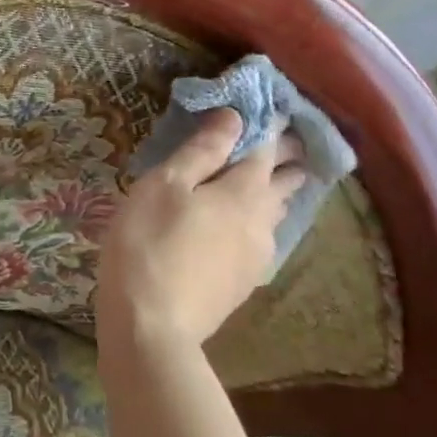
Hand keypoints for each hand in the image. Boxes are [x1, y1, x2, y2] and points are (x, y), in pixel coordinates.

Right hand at [97, 109, 305, 352]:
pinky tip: (247, 227)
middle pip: (284, 183)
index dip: (271, 126)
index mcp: (243, 191)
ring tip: (272, 179)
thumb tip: (235, 118)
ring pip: (276, 214)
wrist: (152, 328)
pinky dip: (260, 221)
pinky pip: (262, 239)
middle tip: (284, 141)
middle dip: (287, 159)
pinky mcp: (243, 283)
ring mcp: (256, 257)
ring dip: (277, 192)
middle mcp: (261, 221)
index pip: (267, 148)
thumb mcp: (164, 186)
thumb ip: (202, 151)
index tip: (275, 109)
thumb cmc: (148, 244)